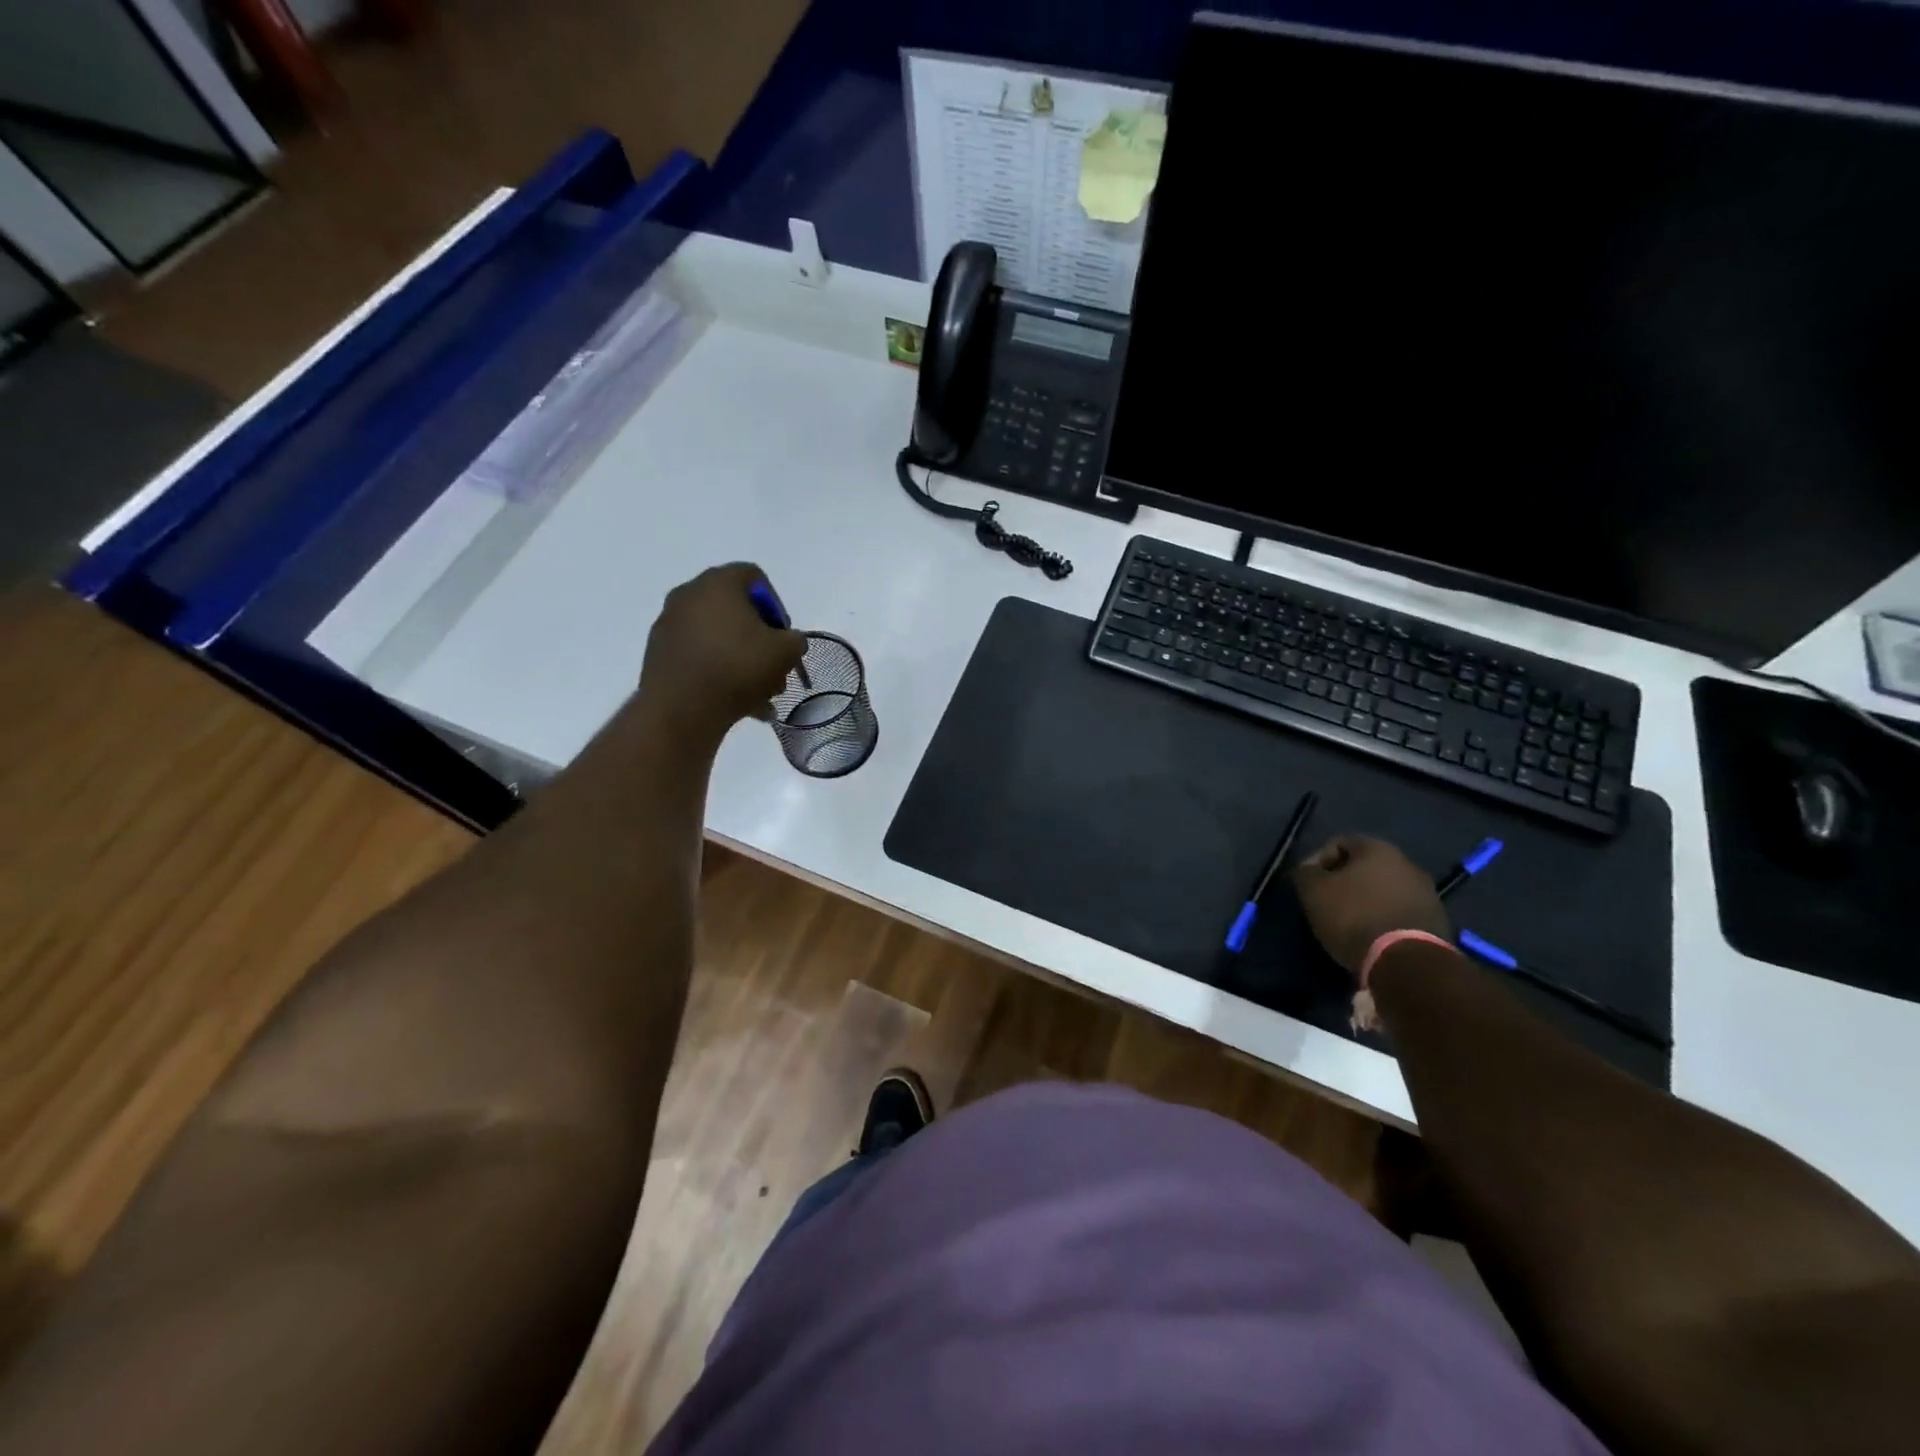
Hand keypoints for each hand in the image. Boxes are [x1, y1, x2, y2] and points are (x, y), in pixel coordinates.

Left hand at [637, 564, 806, 742]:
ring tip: (761, 694)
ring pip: (718, 638)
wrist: (681, 708)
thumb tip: (788, 642)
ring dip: (743, 660)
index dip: (776, 605)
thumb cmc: (738, 667)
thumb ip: (795, 640)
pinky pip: (700, 657)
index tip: (783, 635)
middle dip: (760, 640)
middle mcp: (689, 595)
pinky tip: (739, 703)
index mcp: (719, 583)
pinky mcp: (659, 654)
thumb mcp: (786, 652)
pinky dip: (719, 673)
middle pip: (735, 610)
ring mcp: (670, 624)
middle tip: (775, 668)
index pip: (754, 577)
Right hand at [1290, 836, 1450, 978]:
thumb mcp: (1313, 892)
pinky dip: (1383, 918)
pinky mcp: (1437, 921)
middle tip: (1326, 903)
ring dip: (1365, 901)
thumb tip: (1307, 871)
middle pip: (1365, 866)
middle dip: (1343, 881)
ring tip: (1348, 923)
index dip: (1317, 860)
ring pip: (1384, 889)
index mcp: (1377, 849)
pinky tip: (1371, 936)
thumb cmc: (1354, 917)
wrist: (1407, 962)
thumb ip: (1305, 874)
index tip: (1307, 884)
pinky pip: (1399, 911)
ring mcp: (1426, 892)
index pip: (1339, 842)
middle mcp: (1407, 863)